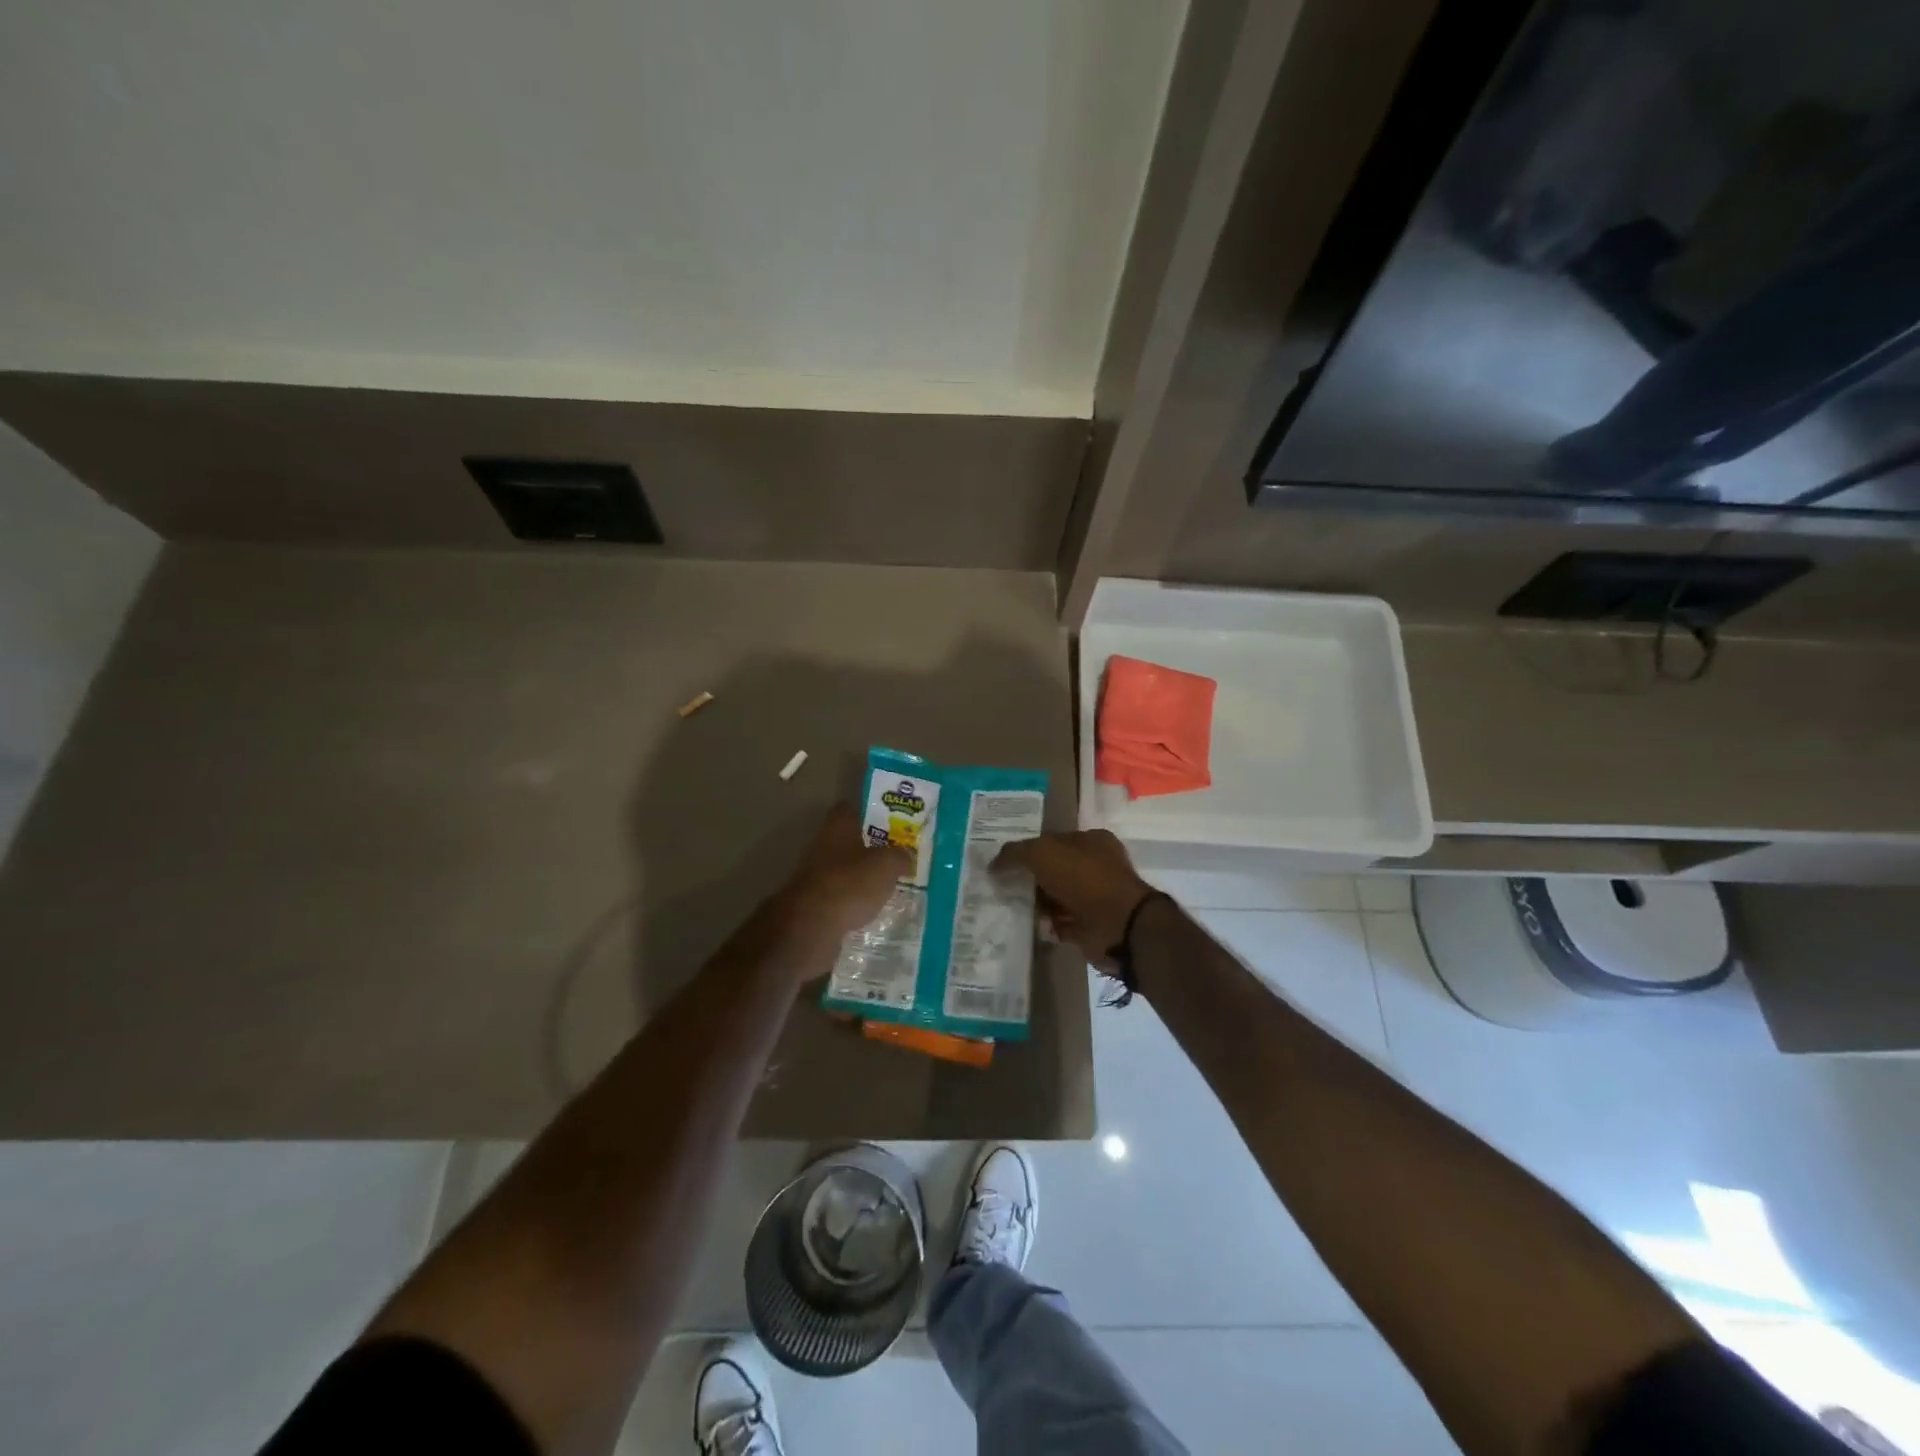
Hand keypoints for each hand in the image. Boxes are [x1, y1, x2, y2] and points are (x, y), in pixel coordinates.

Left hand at [773, 804, 911, 943]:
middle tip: (897, 857)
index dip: (871, 813)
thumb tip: (905, 857)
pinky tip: (872, 910)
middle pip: (850, 840)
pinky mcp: (813, 901)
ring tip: (889, 886)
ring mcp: (814, 873)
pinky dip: (853, 900)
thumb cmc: (851, 882)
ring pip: (845, 868)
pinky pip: (839, 894)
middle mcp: (823, 844)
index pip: (852, 808)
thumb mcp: (887, 865)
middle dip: (872, 848)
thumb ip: (900, 856)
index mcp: (838, 826)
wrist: (811, 924)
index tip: (892, 822)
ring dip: (862, 876)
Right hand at [993, 829, 1153, 967]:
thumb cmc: (1083, 878)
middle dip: (1030, 878)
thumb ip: (1015, 853)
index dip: (1029, 849)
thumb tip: (993, 864)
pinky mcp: (1090, 925)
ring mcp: (1094, 897)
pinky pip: (1060, 923)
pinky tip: (1029, 925)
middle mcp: (1095, 866)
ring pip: (1056, 897)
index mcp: (1091, 841)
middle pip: (1053, 869)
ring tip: (1011, 907)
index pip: (1053, 840)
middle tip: (1003, 886)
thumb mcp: (1043, 853)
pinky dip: (1046, 925)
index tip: (1005, 862)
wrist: (1118, 925)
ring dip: (1037, 904)